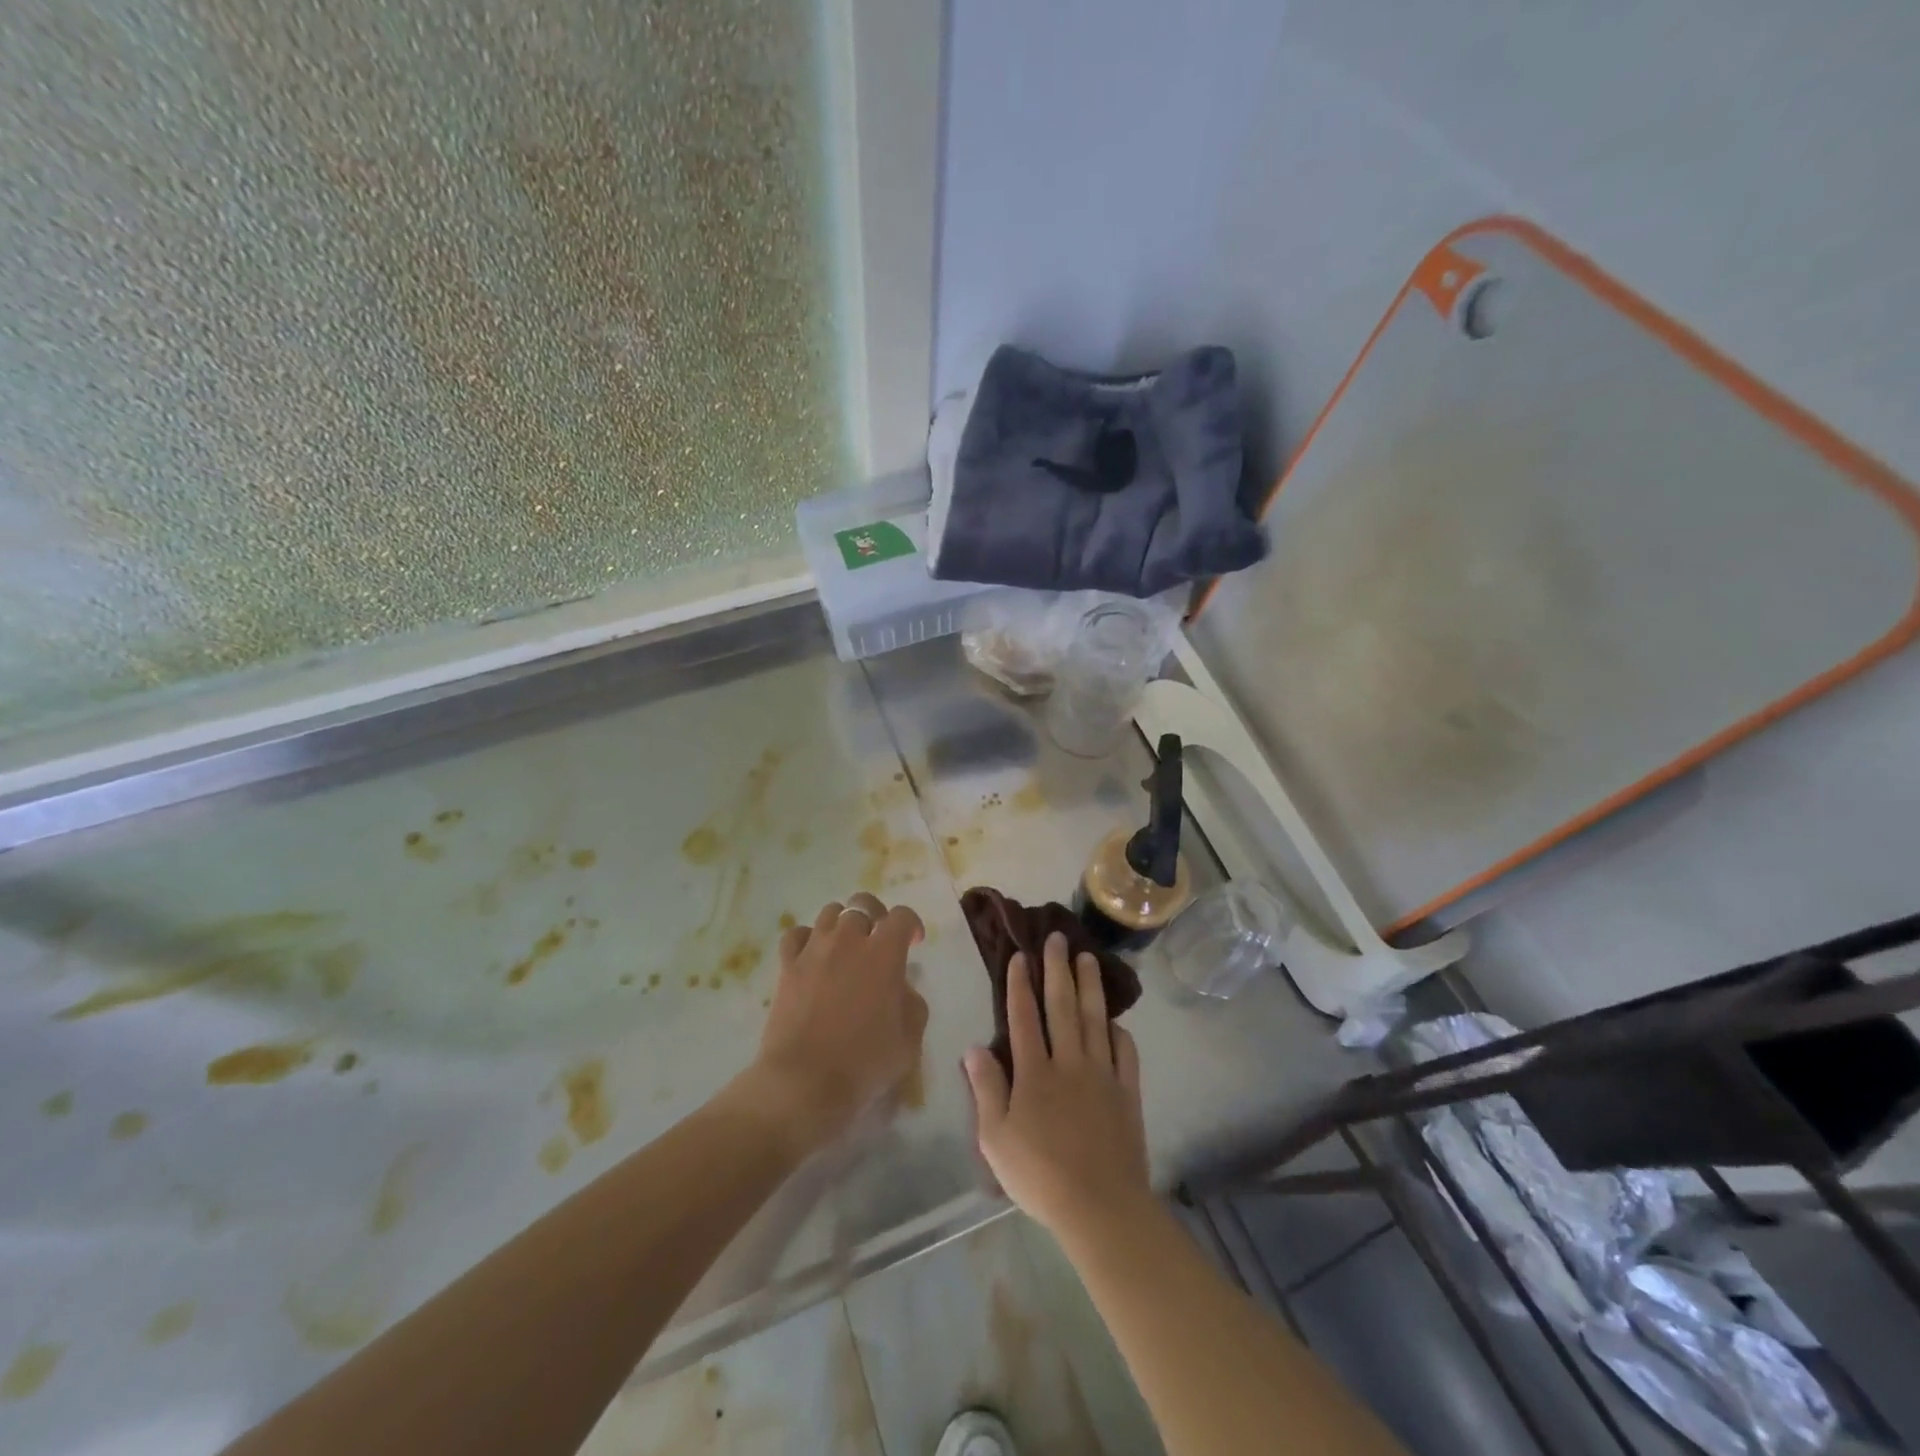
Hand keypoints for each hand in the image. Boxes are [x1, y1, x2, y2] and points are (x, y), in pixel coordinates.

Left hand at [745, 892, 927, 1155]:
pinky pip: (796, 934)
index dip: (912, 924)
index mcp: (884, 953)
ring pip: (830, 913)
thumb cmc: (864, 1063)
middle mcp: (849, 940)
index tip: (914, 943)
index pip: (902, 916)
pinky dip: (808, 938)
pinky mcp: (788, 965)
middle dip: (876, 916)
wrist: (804, 1082)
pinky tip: (813, 955)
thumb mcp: (910, 1040)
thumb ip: (913, 1004)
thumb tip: (902, 988)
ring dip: (843, 923)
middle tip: (879, 940)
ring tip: (846, 946)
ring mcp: (814, 949)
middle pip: (863, 904)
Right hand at [963, 931, 1149, 1238]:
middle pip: (1062, 1007)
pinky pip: (1124, 1052)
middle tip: (1057, 938)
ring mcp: (1102, 1075)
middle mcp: (1069, 1063)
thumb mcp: (996, 1138)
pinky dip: (1119, 1032)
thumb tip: (974, 1048)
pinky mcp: (1127, 1092)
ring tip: (1088, 957)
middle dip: (1058, 969)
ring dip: (1090, 986)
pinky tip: (1114, 1021)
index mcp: (1034, 1072)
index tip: (1021, 955)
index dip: (1020, 984)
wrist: (1100, 1206)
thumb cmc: (1040, 1175)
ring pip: (1094, 1019)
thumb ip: (986, 1089)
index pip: (1024, 1017)